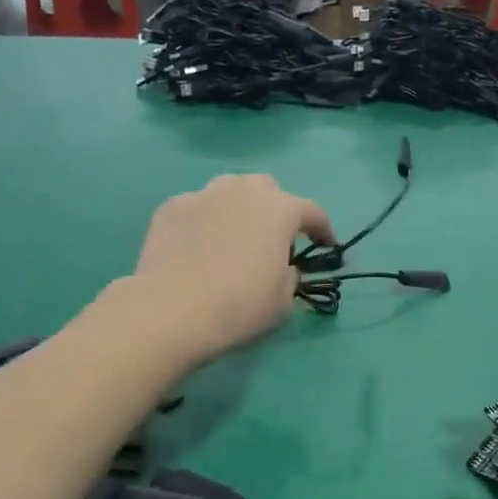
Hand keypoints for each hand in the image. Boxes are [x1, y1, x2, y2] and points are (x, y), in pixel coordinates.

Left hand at [132, 174, 334, 364]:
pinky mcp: (171, 207)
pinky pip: (197, 207)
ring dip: (238, 208)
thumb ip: (290, 277)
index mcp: (279, 210)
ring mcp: (203, 194)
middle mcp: (242, 191)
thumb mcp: (283, 302)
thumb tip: (283, 267)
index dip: (323, 229)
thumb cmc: (239, 307)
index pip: (312, 211)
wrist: (171, 310)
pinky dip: (204, 221)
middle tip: (272, 238)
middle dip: (275, 208)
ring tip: (233, 236)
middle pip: (267, 188)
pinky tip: (197, 247)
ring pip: (229, 190)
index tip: (326, 246)